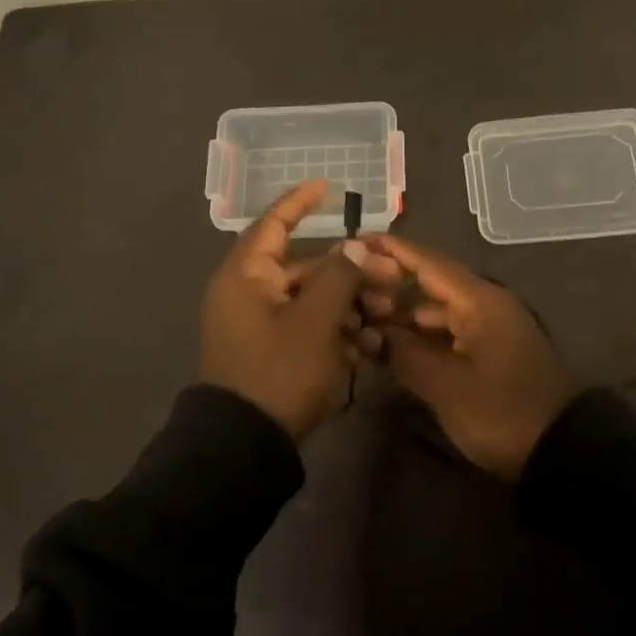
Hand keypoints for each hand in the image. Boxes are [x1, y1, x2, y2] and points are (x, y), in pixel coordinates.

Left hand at [200, 180, 372, 438]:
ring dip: (349, 304)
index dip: (301, 203)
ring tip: (383, 316)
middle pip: (306, 267)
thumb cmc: (278, 372)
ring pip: (312, 300)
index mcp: (247, 276)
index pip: (274, 223)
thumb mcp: (315, 322)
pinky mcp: (272, 353)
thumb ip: (339, 277)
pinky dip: (335, 331)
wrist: (244, 447)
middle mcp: (249, 293)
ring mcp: (260, 325)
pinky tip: (367, 345)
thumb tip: (355, 247)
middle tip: (390, 279)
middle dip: (350, 271)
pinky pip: (306, 328)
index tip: (329, 187)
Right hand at [359, 235, 575, 480]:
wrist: (558, 451)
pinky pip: (449, 331)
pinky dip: (421, 334)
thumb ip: (405, 353)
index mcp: (479, 302)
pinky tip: (393, 344)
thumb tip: (374, 332)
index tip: (357, 240)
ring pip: (438, 310)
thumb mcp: (446, 385)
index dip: (392, 250)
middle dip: (391, 283)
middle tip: (350, 285)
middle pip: (432, 283)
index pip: (429, 263)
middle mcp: (485, 305)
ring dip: (403, 313)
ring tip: (363, 316)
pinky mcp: (491, 352)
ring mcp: (490, 329)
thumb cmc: (500, 412)